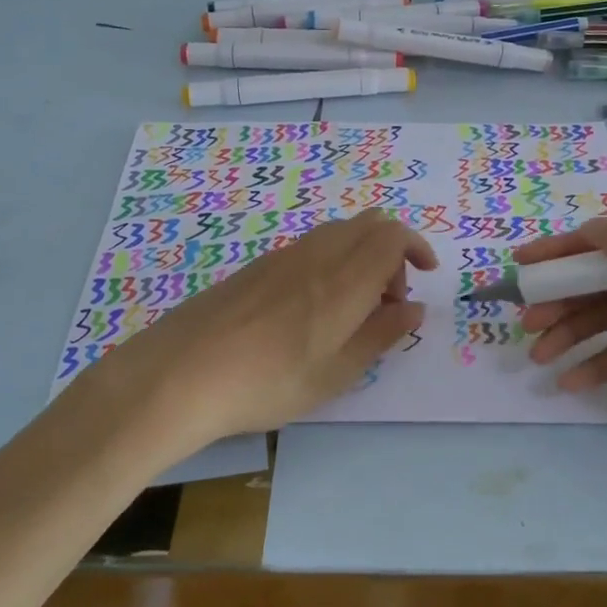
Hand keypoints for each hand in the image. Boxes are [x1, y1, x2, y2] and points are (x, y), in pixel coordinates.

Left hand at [85, 209, 436, 454]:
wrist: (181, 372)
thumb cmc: (268, 381)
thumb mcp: (336, 373)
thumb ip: (381, 335)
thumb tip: (414, 309)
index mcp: (345, 278)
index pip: (393, 234)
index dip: (417, 247)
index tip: (425, 276)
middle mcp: (318, 253)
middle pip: (369, 224)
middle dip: (392, 253)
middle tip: (386, 302)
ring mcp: (284, 254)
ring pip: (339, 233)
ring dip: (361, 257)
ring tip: (350, 311)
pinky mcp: (258, 265)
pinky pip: (311, 246)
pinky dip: (332, 262)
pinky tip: (310, 310)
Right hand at [514, 218, 606, 475]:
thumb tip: (592, 227)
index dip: (565, 250)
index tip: (524, 264)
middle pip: (601, 282)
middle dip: (561, 300)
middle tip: (526, 319)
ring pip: (602, 319)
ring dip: (568, 334)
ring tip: (539, 356)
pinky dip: (591, 364)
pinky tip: (569, 381)